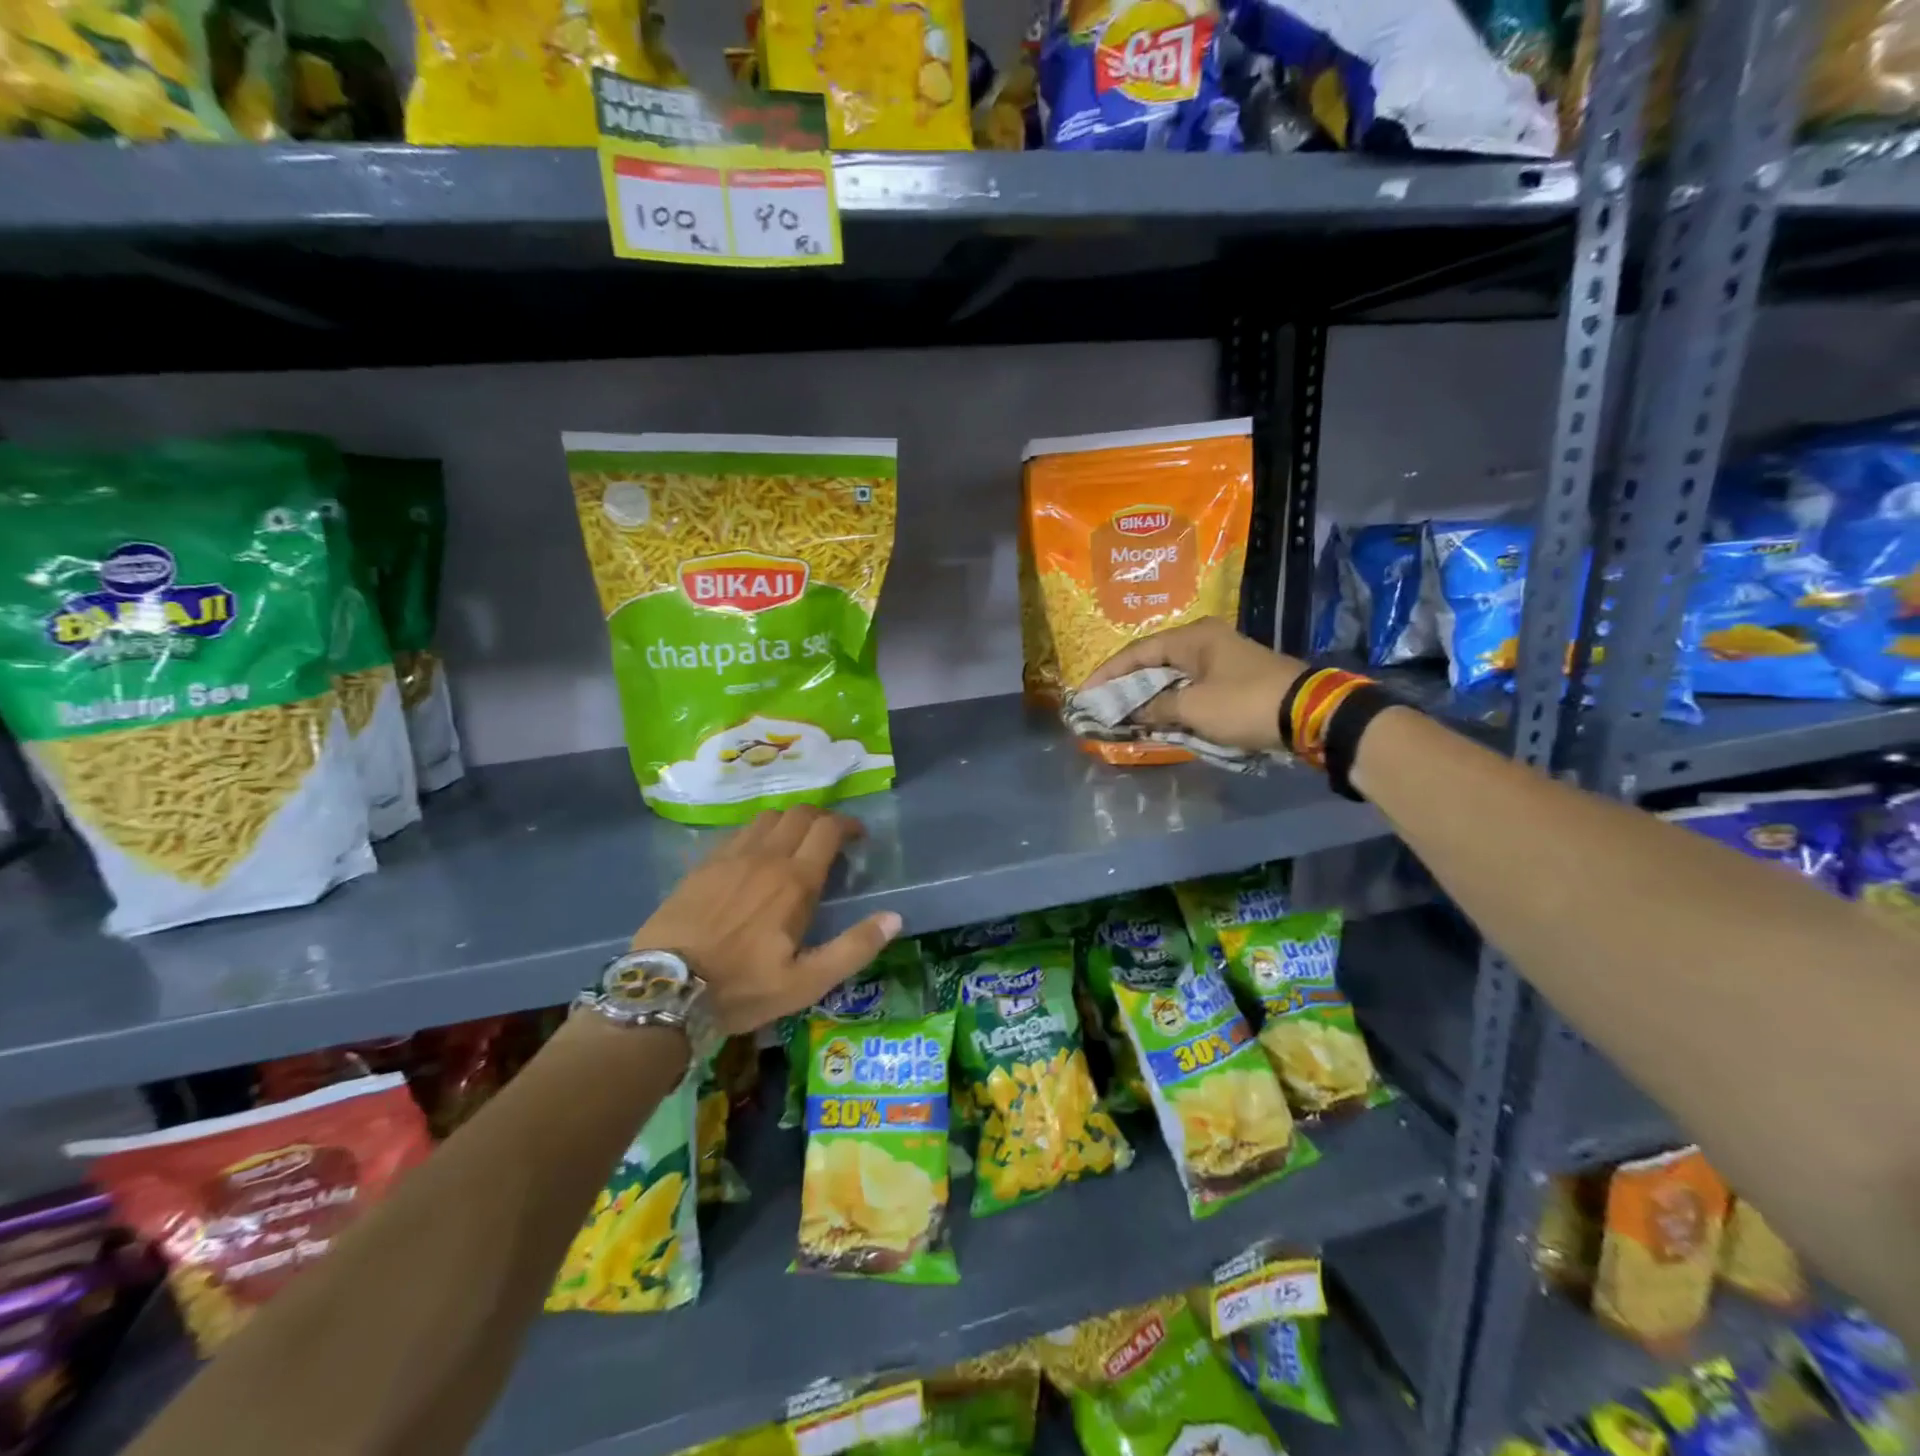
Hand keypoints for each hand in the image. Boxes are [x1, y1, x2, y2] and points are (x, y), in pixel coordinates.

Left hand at [634, 806, 900, 1034]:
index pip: (828, 829)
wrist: (664, 990)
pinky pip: (738, 832)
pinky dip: (758, 834)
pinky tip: (754, 858)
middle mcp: (765, 857)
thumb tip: (894, 918)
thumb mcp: (806, 983)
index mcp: (794, 881)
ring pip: (768, 817)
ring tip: (794, 845)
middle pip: (800, 814)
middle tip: (830, 840)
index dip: (848, 825)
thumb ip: (854, 948)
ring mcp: (730, 857)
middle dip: (822, 819)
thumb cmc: (742, 989)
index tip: (858, 837)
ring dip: (789, 823)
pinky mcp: (703, 865)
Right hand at [1082, 618, 1307, 753]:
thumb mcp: (1194, 708)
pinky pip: (1191, 688)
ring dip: (1149, 696)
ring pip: (1173, 677)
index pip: (1137, 652)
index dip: (1108, 674)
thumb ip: (1157, 708)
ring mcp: (1221, 659)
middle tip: (1102, 704)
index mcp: (1192, 637)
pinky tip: (1157, 717)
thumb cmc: (1244, 703)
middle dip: (1127, 685)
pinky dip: (1172, 702)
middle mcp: (1204, 641)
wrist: (1310, 714)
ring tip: (1123, 713)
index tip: (1085, 693)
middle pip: (1154, 662)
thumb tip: (1132, 712)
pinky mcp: (1234, 680)